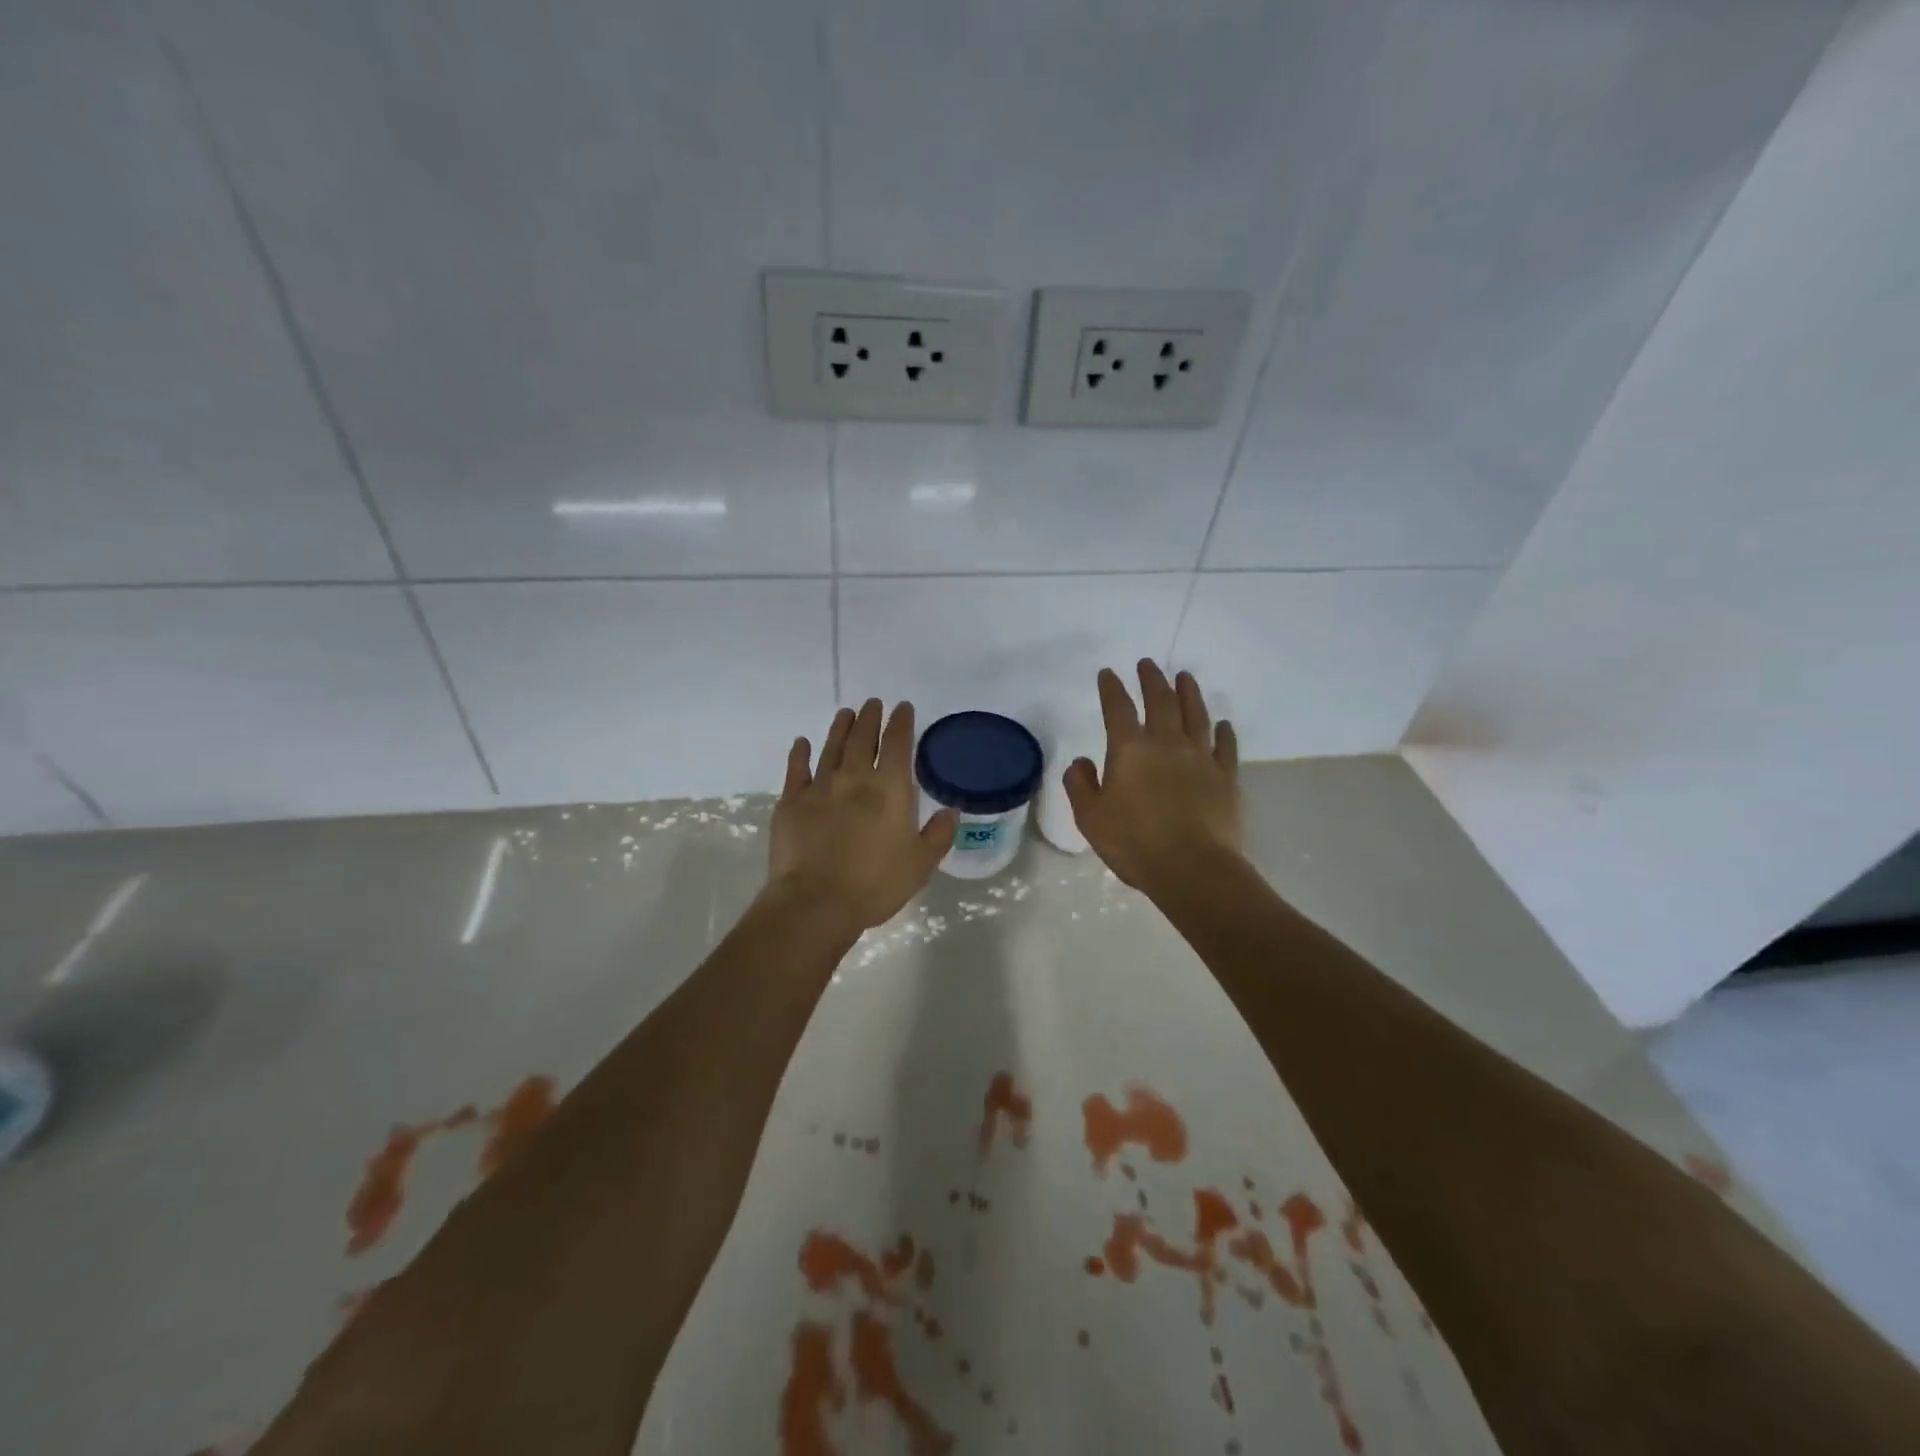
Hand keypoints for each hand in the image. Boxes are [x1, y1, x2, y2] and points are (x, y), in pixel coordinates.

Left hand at [767, 699, 957, 931]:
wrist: (816, 902)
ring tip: (846, 713)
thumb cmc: (876, 884)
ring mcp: (820, 787)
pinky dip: (800, 753)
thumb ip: (938, 835)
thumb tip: (951, 812)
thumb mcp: (920, 864)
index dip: (902, 723)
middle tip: (873, 703)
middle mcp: (855, 778)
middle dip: (871, 718)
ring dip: (840, 728)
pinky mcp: (791, 802)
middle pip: (864, 739)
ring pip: (832, 747)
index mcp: (890, 789)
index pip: (898, 744)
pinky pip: (797, 769)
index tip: (903, 708)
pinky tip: (802, 743)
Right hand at [1063, 661, 1241, 892]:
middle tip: (1148, 664)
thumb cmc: (1134, 843)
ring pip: (1196, 715)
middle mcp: (1167, 744)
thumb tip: (1082, 761)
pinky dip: (1224, 731)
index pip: (1117, 708)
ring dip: (1189, 693)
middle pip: (1160, 701)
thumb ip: (1080, 784)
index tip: (1108, 674)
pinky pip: (1226, 746)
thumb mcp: (1090, 818)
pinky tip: (1223, 724)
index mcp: (1130, 750)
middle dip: (1152, 679)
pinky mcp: (1226, 777)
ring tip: (1185, 677)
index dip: (1111, 688)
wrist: (1193, 868)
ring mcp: (1200, 758)